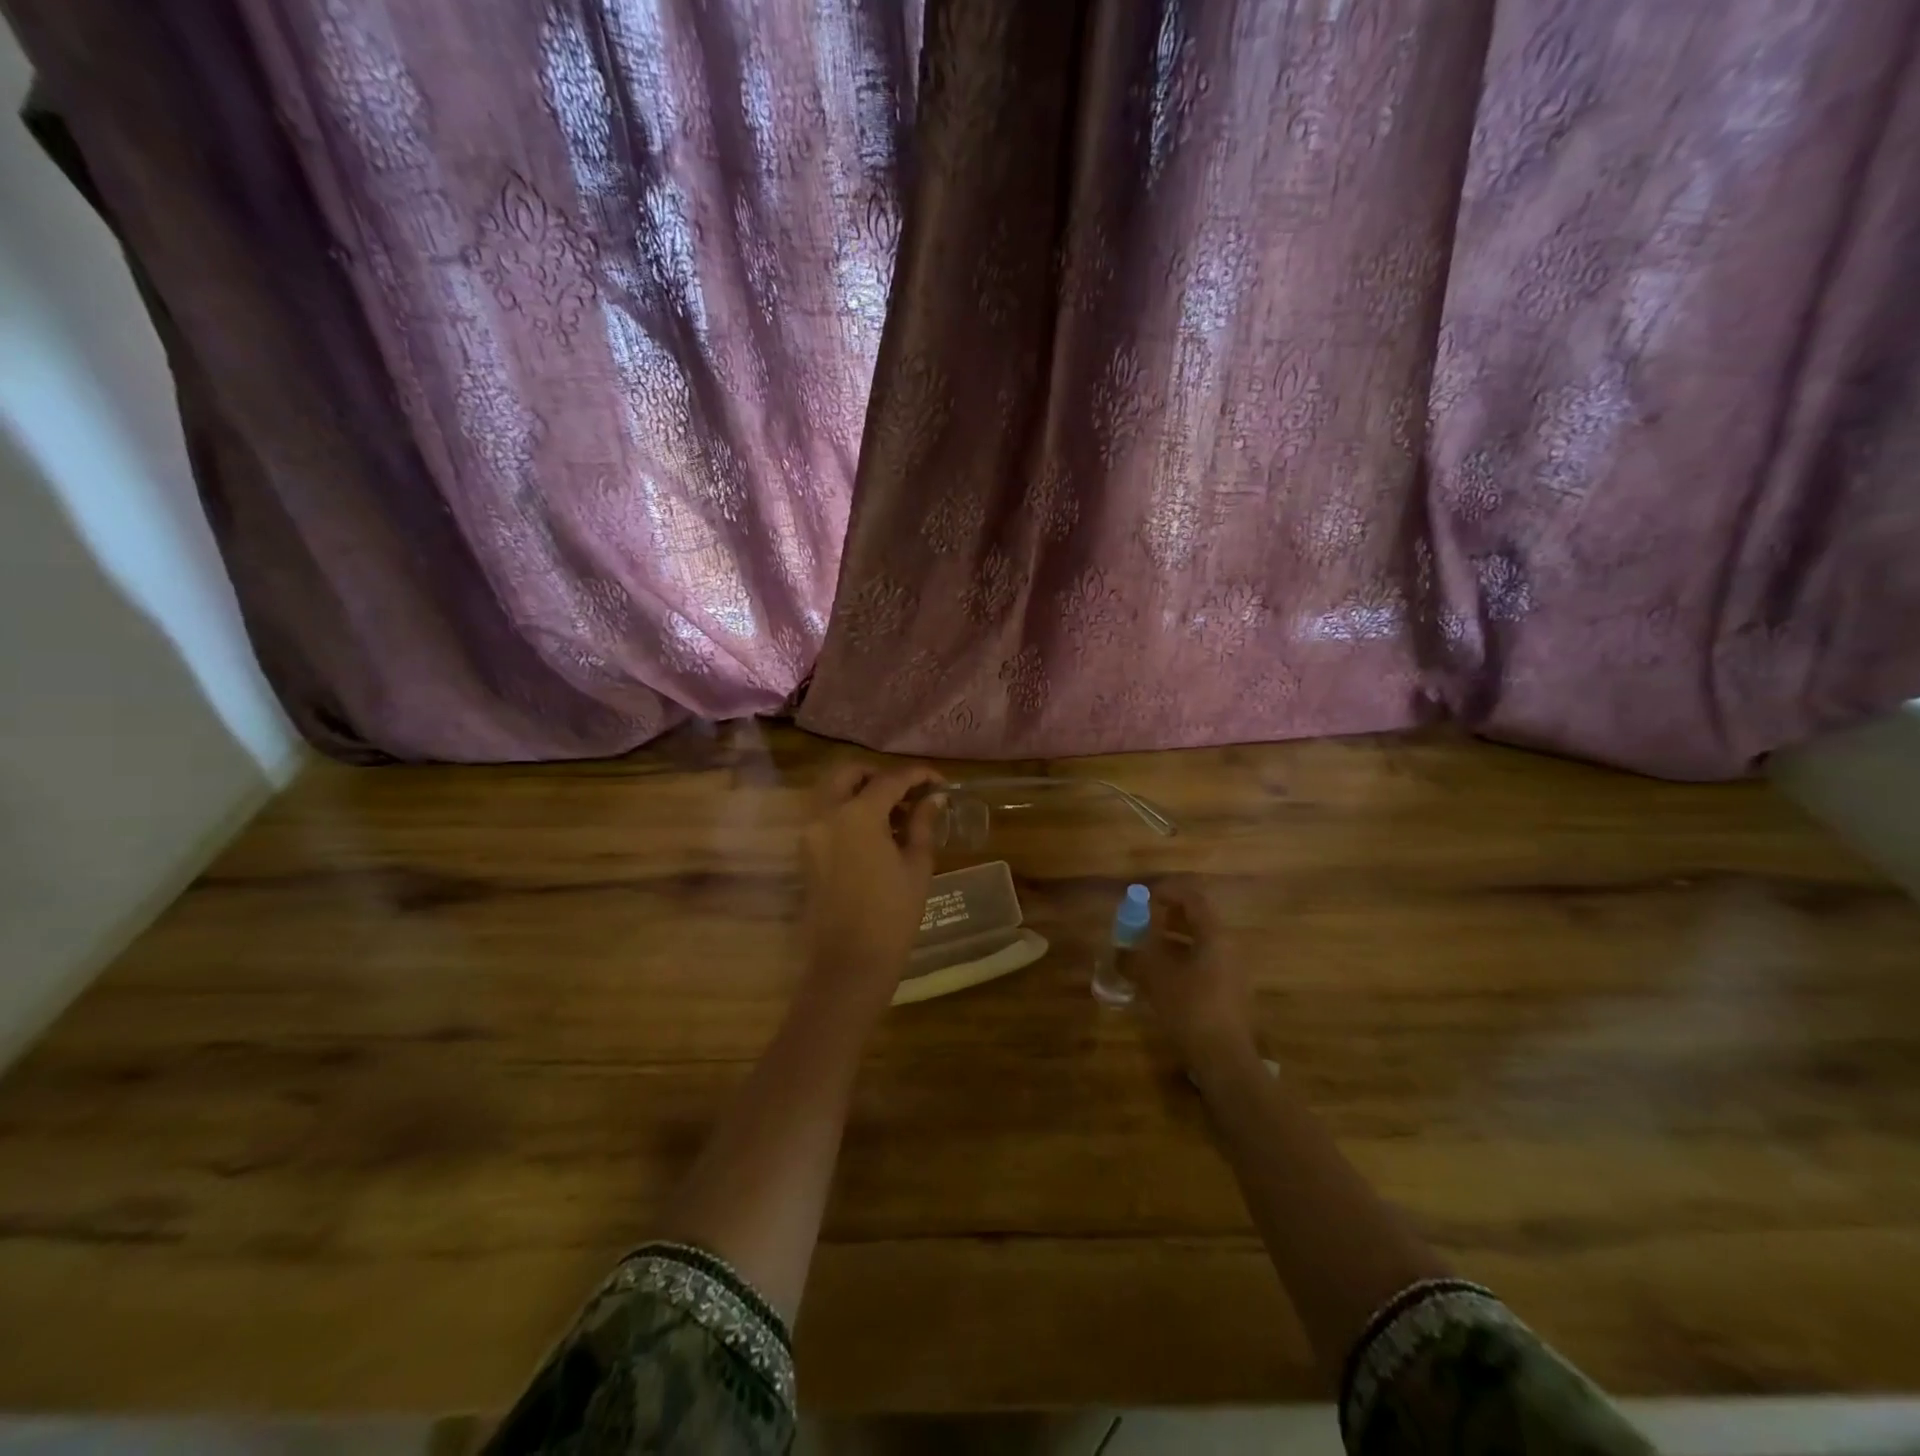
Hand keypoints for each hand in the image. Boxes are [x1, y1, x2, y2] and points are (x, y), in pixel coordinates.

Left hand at [800, 761, 944, 1014]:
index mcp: (857, 814)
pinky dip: (847, 811)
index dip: (919, 775)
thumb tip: (932, 800)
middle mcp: (826, 814)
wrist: (849, 963)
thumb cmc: (892, 915)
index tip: (940, 782)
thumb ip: (922, 824)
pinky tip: (876, 833)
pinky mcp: (806, 852)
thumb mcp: (916, 866)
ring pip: (832, 791)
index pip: (890, 779)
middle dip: (879, 775)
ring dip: (860, 791)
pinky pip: (825, 815)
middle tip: (908, 793)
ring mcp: (810, 833)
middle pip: (849, 773)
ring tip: (895, 814)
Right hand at [1130, 879, 1257, 1071]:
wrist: (1224, 1058)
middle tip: (1143, 922)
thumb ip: (1136, 955)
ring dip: (1172, 941)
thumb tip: (1119, 948)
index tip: (1145, 896)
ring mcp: (1232, 972)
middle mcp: (1228, 948)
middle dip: (1169, 917)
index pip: (1194, 899)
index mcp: (1215, 936)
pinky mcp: (1229, 993)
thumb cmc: (1190, 1008)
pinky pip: (1203, 964)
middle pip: (1198, 920)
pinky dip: (1181, 961)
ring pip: (1200, 944)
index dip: (1168, 892)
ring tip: (1146, 950)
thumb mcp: (1156, 976)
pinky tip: (1160, 978)